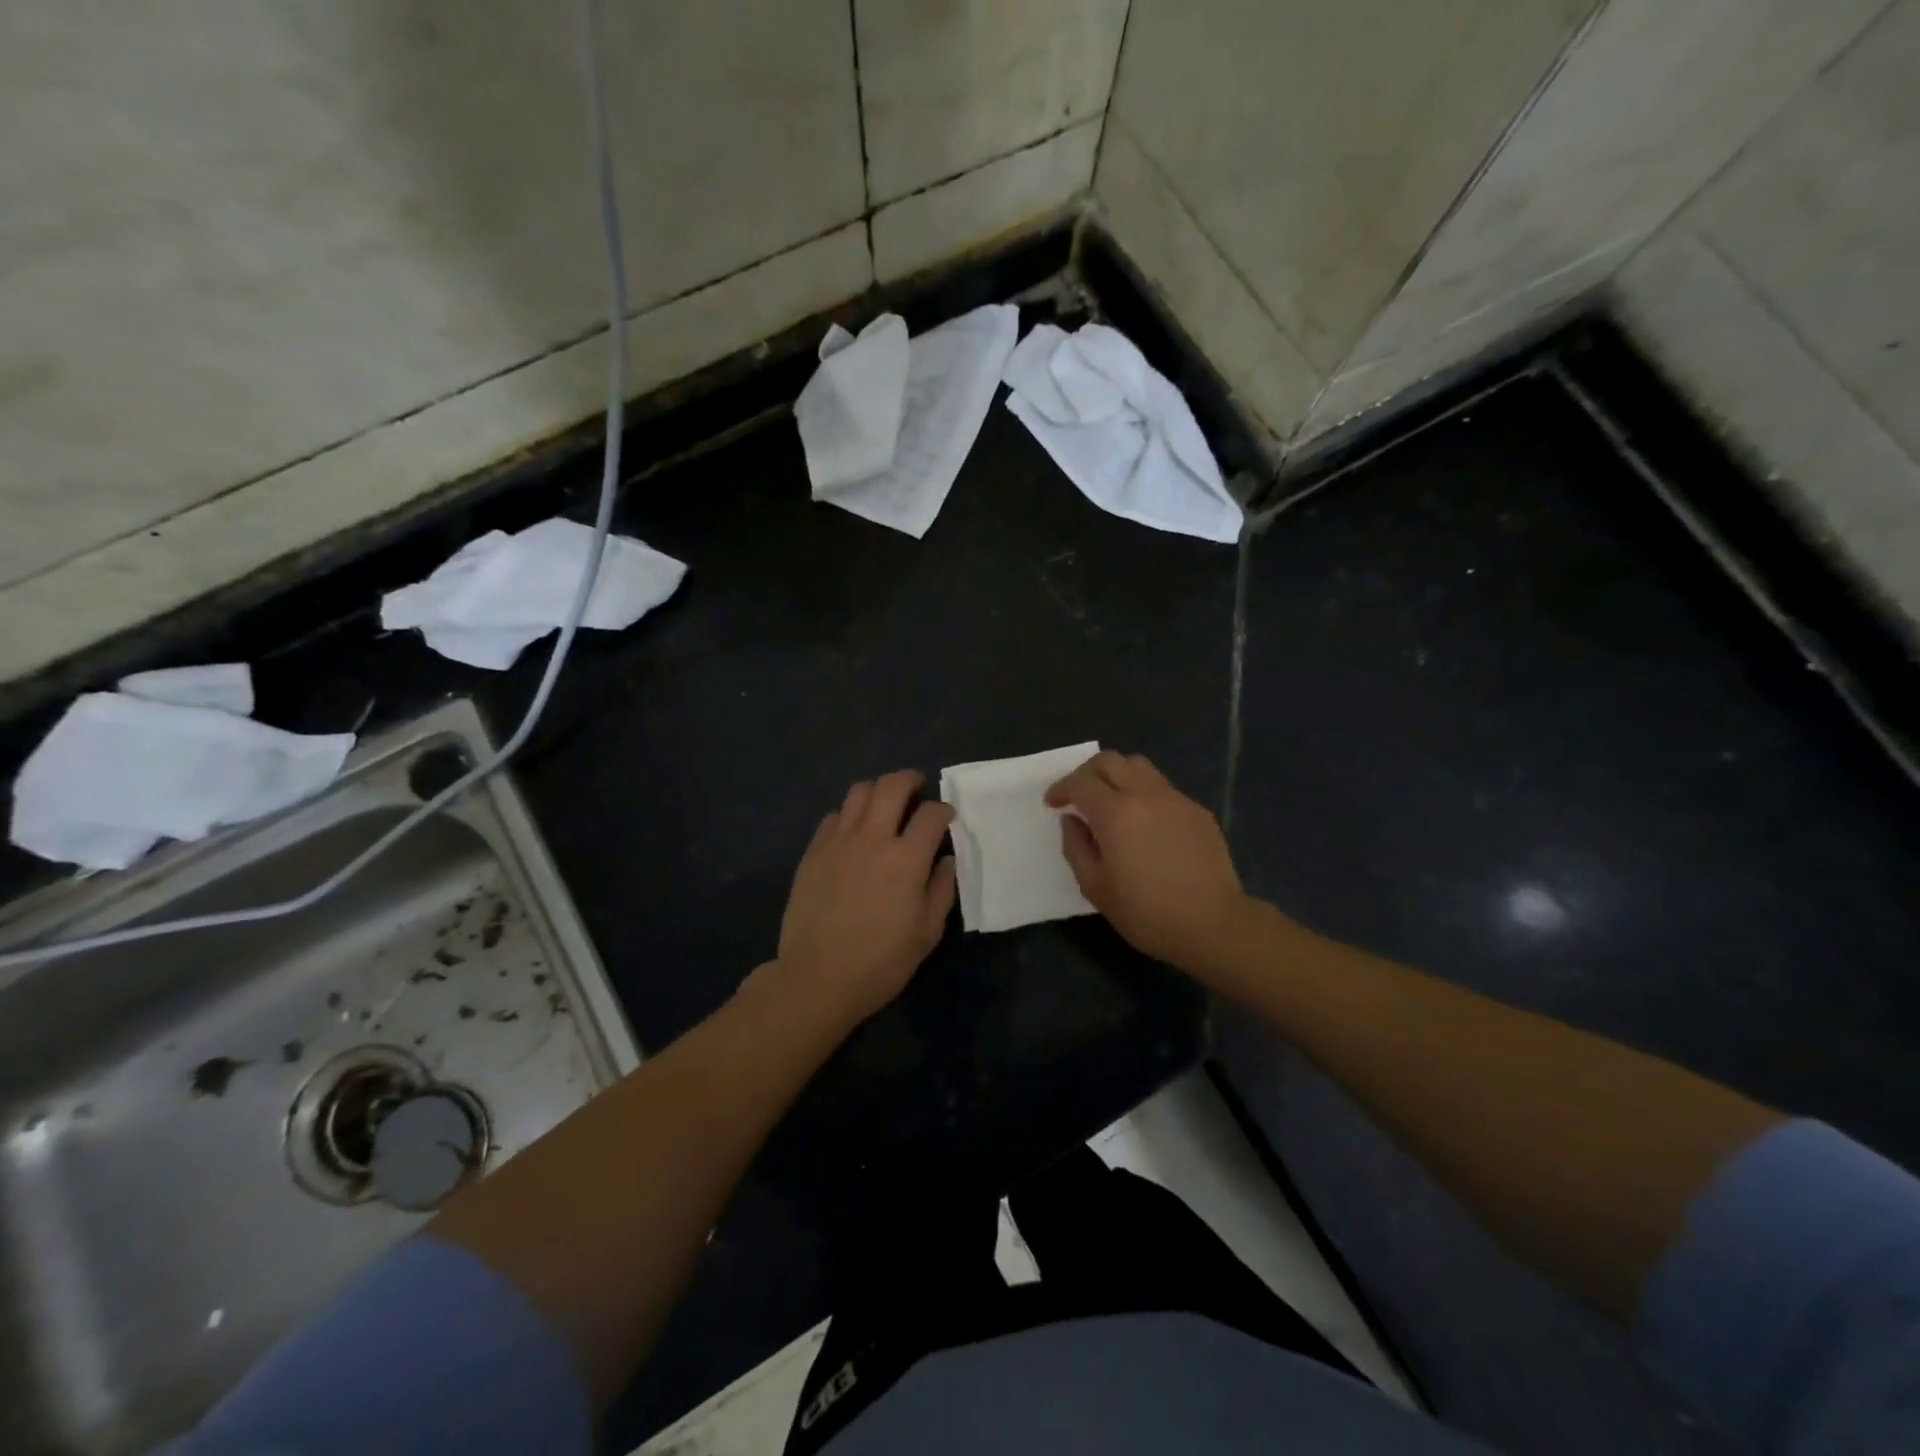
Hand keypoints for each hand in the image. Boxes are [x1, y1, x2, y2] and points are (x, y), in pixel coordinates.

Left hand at [774, 770, 957, 1024]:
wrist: (817, 977)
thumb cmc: (880, 961)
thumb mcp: (927, 933)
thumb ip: (941, 889)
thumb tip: (946, 860)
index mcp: (906, 859)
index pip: (931, 814)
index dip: (944, 810)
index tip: (946, 818)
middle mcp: (872, 839)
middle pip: (892, 786)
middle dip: (910, 780)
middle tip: (918, 789)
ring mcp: (838, 842)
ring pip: (859, 792)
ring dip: (878, 790)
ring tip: (885, 804)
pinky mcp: (813, 851)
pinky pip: (833, 816)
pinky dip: (849, 815)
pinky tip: (854, 832)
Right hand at [1046, 751, 1250, 974]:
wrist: (1213, 924)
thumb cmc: (1146, 912)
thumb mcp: (1095, 887)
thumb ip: (1076, 847)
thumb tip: (1072, 821)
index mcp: (1115, 812)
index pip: (1080, 782)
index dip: (1061, 788)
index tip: (1053, 803)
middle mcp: (1145, 794)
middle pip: (1110, 761)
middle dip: (1086, 773)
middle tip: (1077, 795)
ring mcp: (1175, 799)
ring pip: (1140, 766)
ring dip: (1117, 775)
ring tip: (1110, 801)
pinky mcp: (1197, 811)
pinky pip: (1163, 789)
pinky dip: (1144, 794)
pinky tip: (1144, 823)